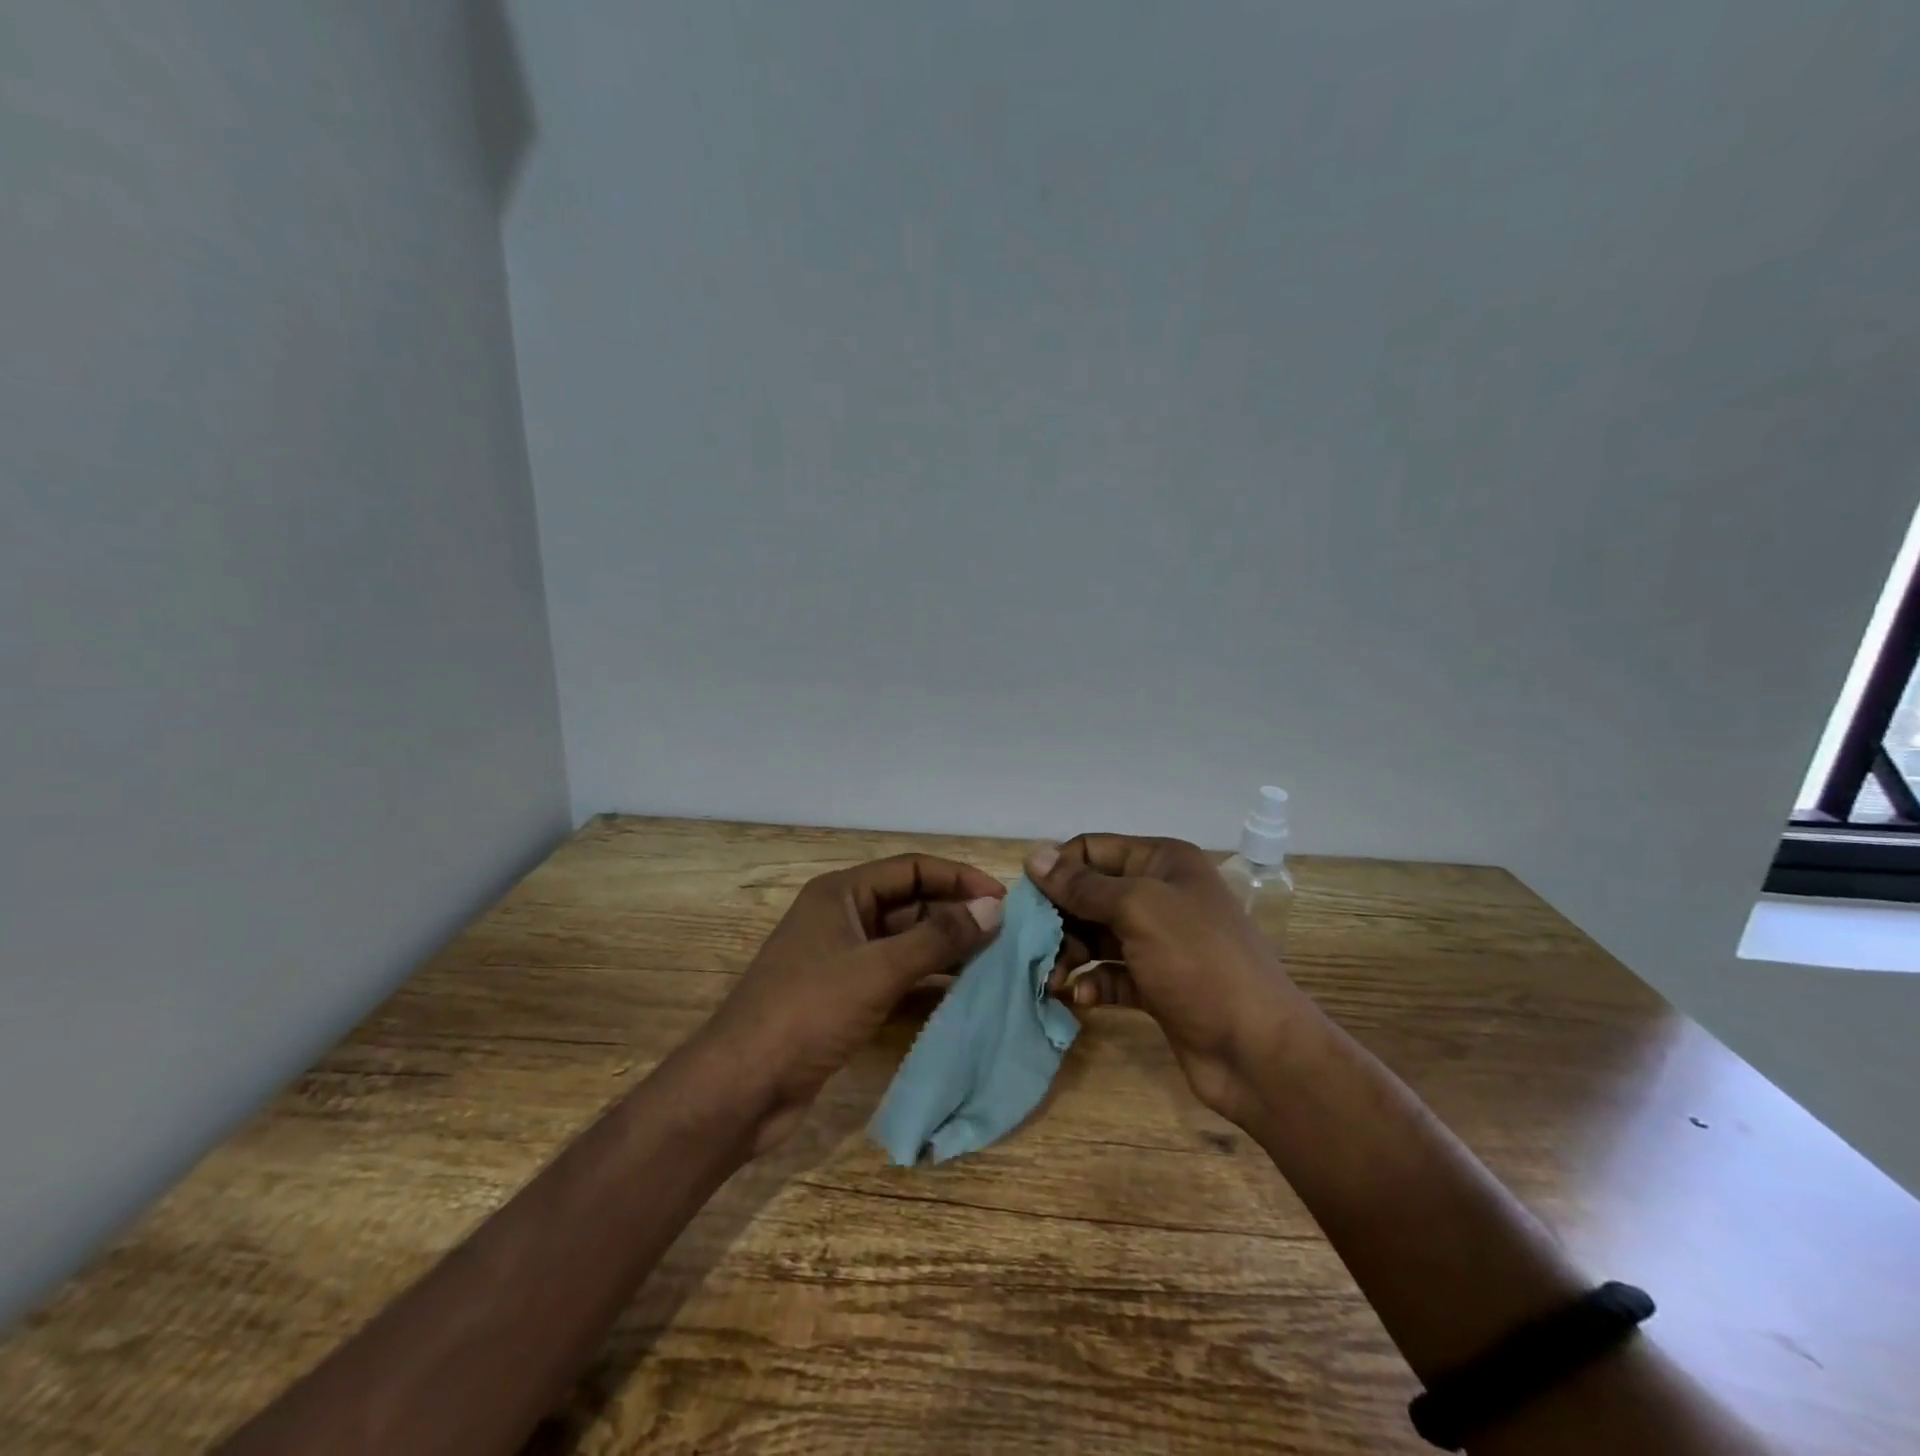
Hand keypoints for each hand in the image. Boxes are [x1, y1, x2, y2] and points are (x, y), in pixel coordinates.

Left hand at [695, 854, 1005, 1153]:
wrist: (741, 1087)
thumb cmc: (808, 1012)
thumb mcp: (878, 969)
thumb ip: (938, 937)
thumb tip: (993, 907)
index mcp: (842, 894)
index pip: (912, 868)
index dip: (958, 877)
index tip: (1003, 899)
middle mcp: (842, 917)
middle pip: (911, 903)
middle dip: (955, 915)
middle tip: (1007, 936)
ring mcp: (841, 959)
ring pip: (905, 942)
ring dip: (945, 949)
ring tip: (995, 963)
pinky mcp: (843, 997)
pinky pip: (895, 975)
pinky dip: (927, 980)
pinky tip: (961, 993)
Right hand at [1025, 835, 1304, 1126]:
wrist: (1257, 1050)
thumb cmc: (1198, 962)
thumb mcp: (1138, 909)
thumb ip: (1083, 885)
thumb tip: (1034, 855)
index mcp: (1162, 863)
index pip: (1093, 850)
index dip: (1059, 870)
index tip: (1026, 901)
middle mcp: (1160, 895)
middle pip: (1090, 894)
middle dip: (1060, 918)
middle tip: (1034, 946)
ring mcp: (1159, 942)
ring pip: (1096, 936)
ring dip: (1070, 954)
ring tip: (1053, 978)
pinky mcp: (1156, 985)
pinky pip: (1111, 974)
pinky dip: (1092, 983)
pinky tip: (1079, 998)